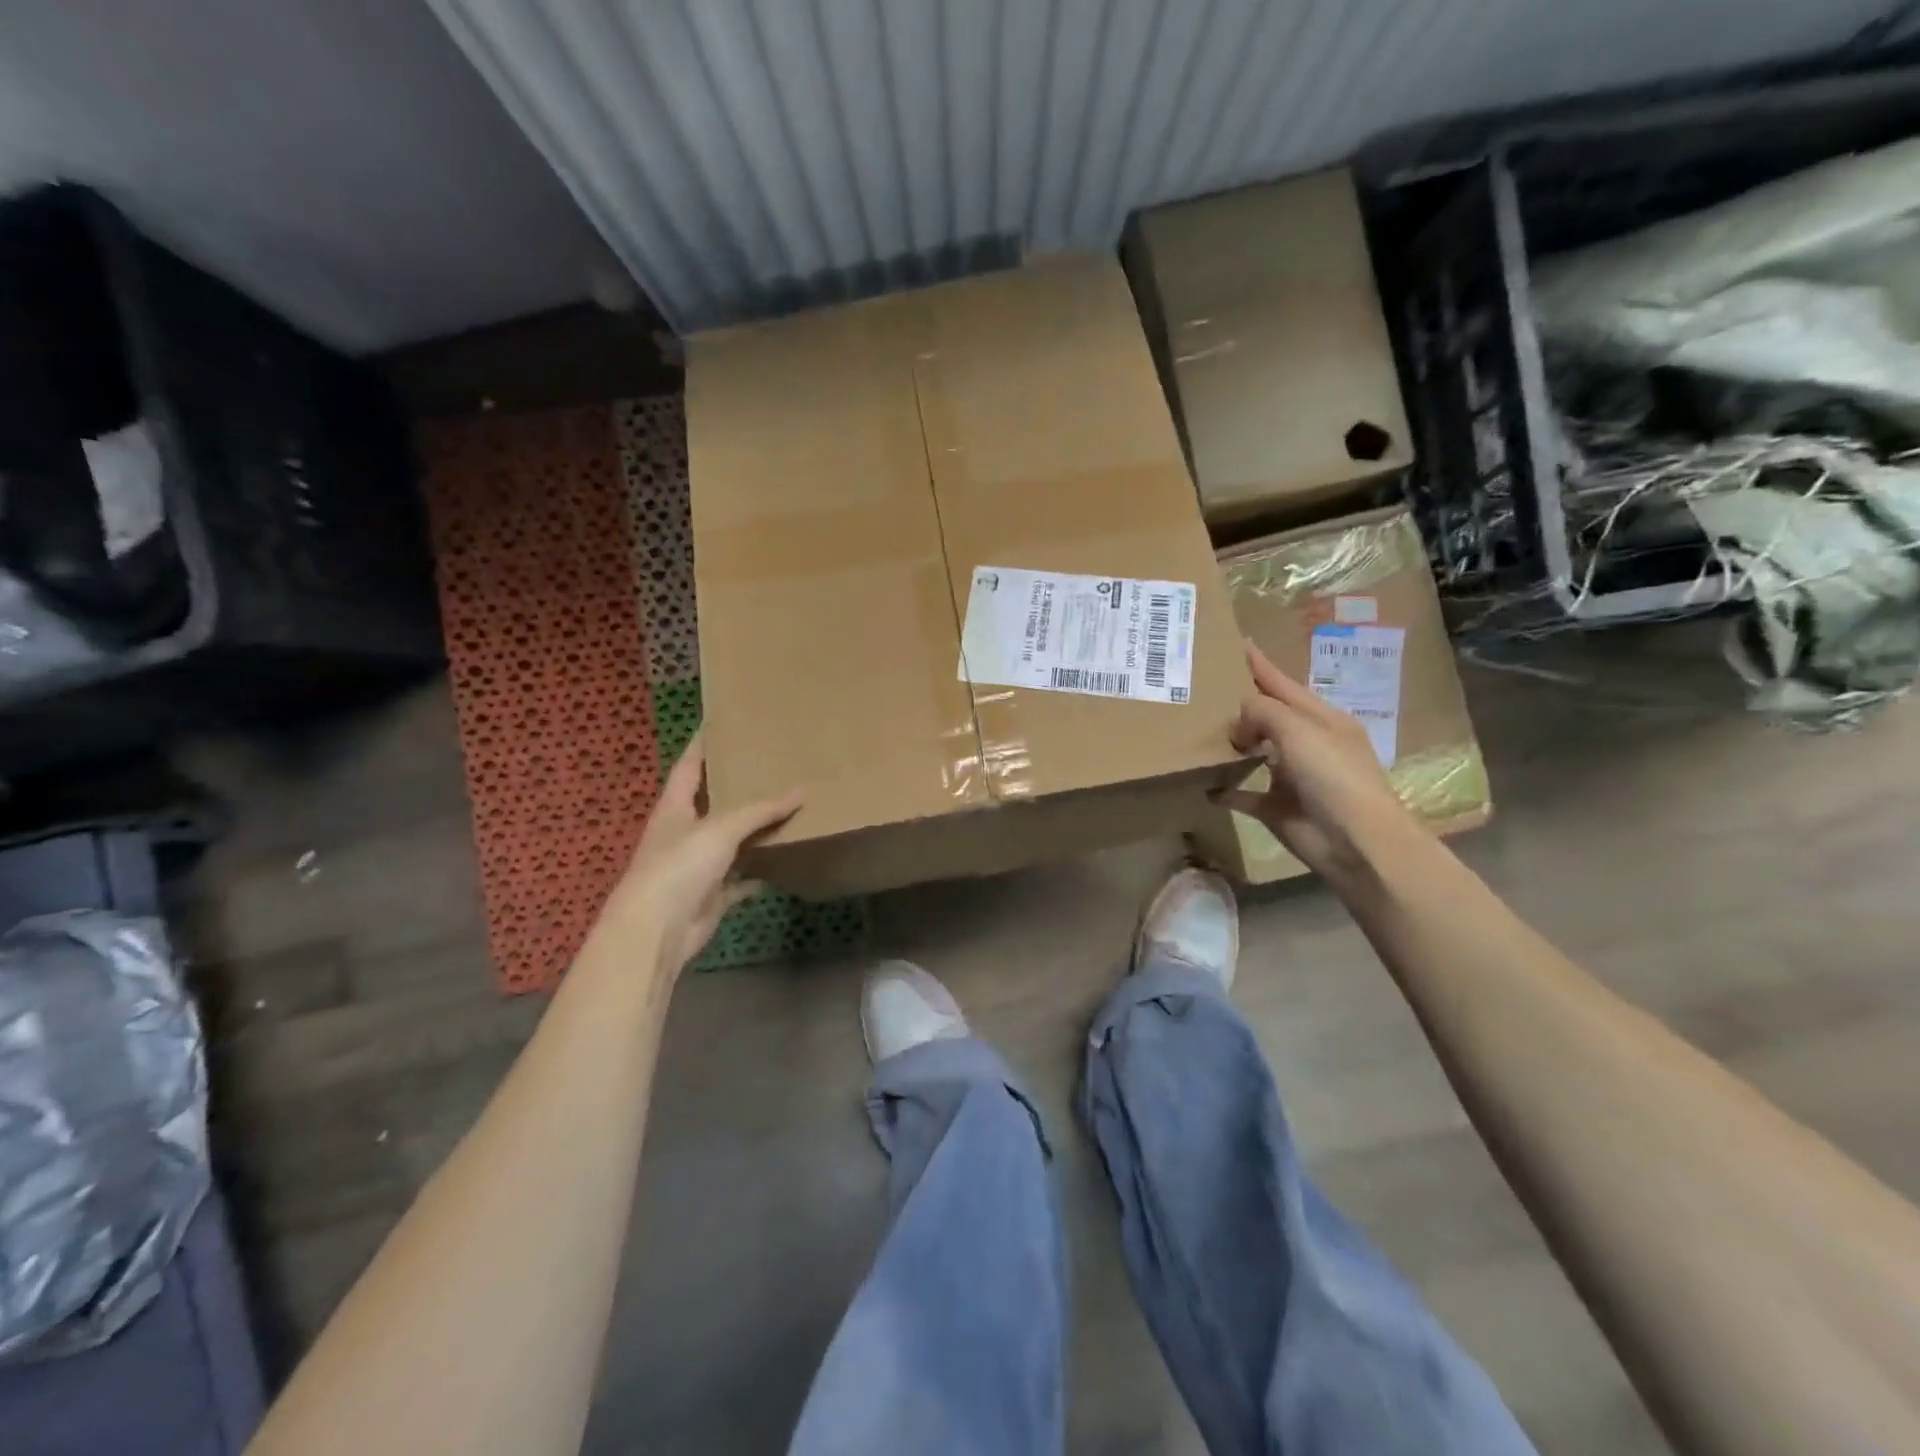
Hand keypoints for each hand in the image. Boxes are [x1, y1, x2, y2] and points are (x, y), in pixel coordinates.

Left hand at [613, 735, 801, 975]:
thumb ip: (759, 811)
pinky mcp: (710, 896)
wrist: (656, 931)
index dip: (702, 745)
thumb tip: (801, 792)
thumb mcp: (721, 828)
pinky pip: (740, 879)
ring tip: (785, 807)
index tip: (721, 724)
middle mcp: (683, 833)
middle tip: (768, 765)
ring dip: (752, 831)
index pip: (689, 766)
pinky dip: (758, 872)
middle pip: (711, 803)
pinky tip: (782, 861)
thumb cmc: (679, 866)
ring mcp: (695, 866)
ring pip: (729, 842)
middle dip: (735, 786)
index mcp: (675, 808)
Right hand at [1220, 643, 1415, 877]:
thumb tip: (1238, 719)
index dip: (1261, 666)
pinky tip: (1206, 786)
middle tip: (1205, 692)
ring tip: (1201, 734)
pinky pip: (1246, 795)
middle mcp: (1308, 745)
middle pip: (1269, 718)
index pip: (1285, 684)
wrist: (1356, 841)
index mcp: (1322, 720)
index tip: (1238, 644)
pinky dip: (1228, 790)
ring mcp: (1294, 778)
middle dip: (1242, 705)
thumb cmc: (1332, 775)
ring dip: (1234, 746)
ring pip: (1257, 754)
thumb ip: (1263, 711)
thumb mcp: (1298, 729)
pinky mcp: (1278, 809)